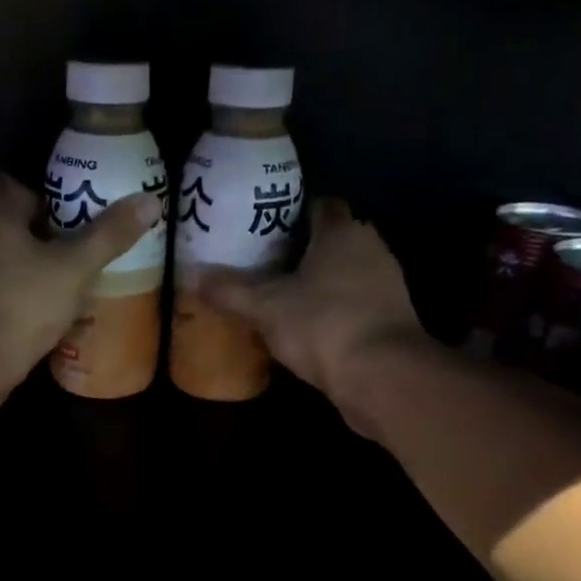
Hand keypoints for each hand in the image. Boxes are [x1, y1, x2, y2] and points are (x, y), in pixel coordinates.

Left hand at [0, 172, 160, 392]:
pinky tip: (38, 319)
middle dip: (34, 237)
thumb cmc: (23, 302)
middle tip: (70, 255)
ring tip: (61, 290)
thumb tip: (151, 201)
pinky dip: (13, 300)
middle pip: (4, 224)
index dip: (36, 196)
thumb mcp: (75, 267)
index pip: (7, 184)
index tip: (63, 218)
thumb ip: (109, 236)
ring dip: (25, 271)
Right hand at [197, 198, 430, 432]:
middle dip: (303, 252)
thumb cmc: (323, 324)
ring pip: (346, 275)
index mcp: (342, 231)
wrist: (382, 375)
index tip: (264, 229)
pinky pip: (355, 306)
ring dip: (320, 285)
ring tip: (282, 300)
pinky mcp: (390, 320)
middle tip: (265, 267)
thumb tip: (190, 273)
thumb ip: (230, 290)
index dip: (292, 213)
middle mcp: (370, 248)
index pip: (320, 205)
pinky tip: (309, 330)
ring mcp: (386, 285)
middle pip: (333, 240)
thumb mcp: (266, 307)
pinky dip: (334, 313)